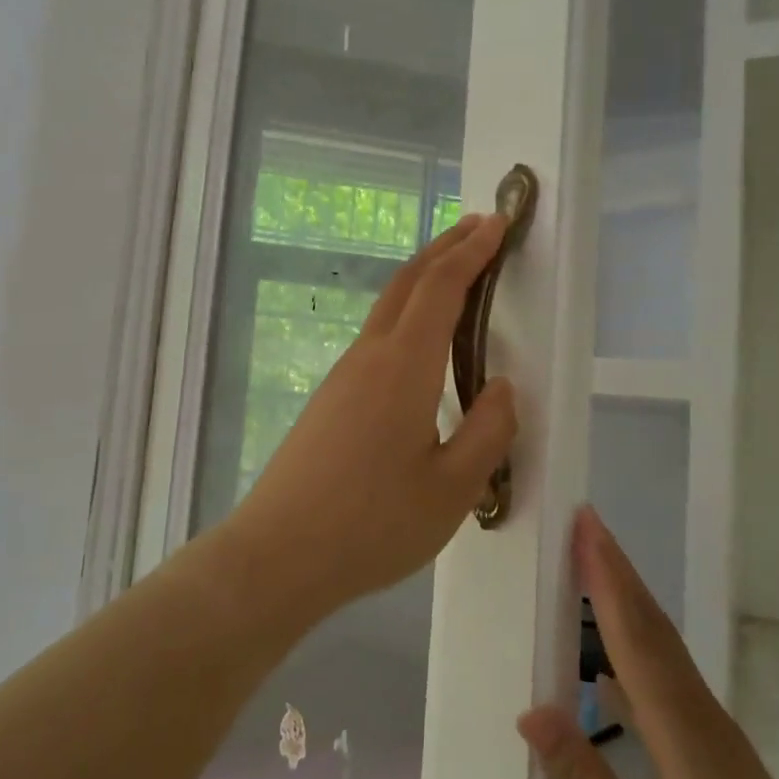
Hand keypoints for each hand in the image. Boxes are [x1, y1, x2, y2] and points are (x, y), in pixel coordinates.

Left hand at [227, 214, 518, 616]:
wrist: (277, 556)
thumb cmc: (371, 525)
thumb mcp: (452, 489)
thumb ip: (488, 432)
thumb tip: (501, 388)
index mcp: (402, 367)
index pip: (441, 288)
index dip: (472, 251)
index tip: (497, 222)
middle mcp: (368, 357)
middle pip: (407, 283)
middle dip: (444, 249)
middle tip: (478, 229)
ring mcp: (342, 378)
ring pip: (387, 309)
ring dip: (423, 280)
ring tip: (456, 275)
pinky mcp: (328, 400)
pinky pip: (375, 338)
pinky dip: (405, 315)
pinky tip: (419, 344)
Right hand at [518, 509, 778, 778]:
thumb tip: (532, 711)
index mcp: (687, 742)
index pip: (639, 641)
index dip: (609, 580)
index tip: (586, 527)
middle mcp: (705, 724)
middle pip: (655, 632)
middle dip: (617, 572)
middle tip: (583, 525)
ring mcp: (717, 742)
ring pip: (664, 656)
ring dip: (627, 605)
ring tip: (590, 572)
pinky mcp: (719, 762)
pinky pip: (668, 688)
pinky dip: (635, 653)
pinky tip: (606, 669)